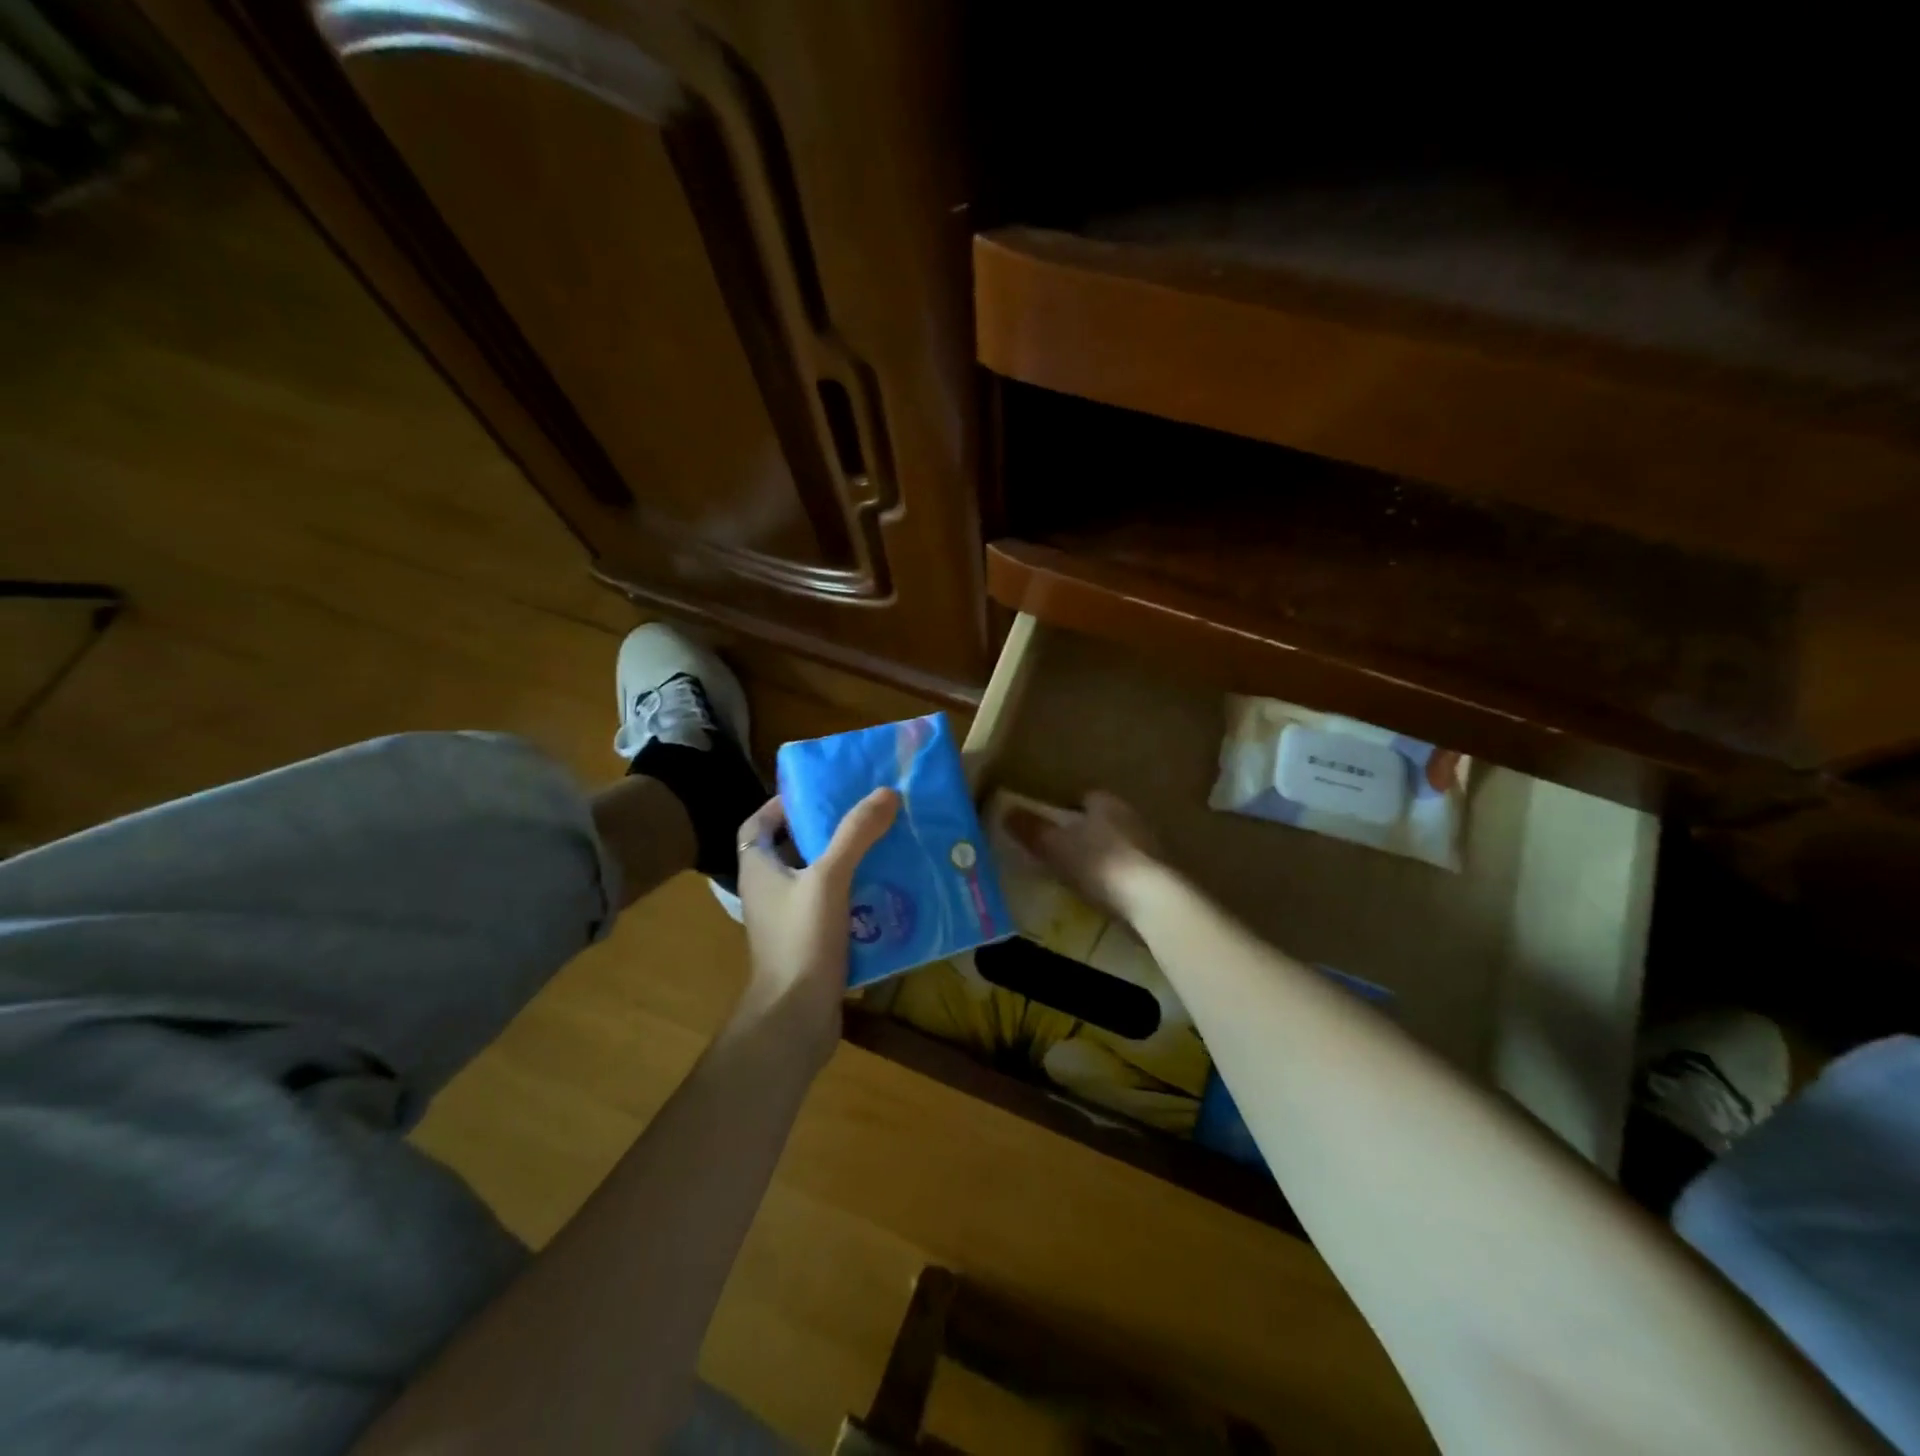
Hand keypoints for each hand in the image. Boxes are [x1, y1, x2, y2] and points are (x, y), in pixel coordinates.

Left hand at [735, 787, 898, 1065]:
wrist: (795, 1018)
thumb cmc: (801, 940)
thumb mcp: (829, 878)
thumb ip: (855, 834)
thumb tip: (885, 792)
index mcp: (759, 869)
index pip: (758, 824)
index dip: (782, 805)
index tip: (818, 793)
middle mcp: (768, 891)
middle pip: (793, 848)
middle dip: (826, 830)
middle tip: (864, 813)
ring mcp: (788, 919)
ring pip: (817, 879)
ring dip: (846, 862)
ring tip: (883, 843)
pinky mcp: (809, 943)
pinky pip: (833, 907)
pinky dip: (855, 895)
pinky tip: (886, 889)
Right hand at [1004, 790, 1160, 920]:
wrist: (1154, 901)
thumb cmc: (1101, 864)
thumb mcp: (1056, 847)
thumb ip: (1031, 829)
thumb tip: (1005, 810)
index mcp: (1106, 803)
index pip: (1084, 798)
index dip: (1065, 810)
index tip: (1050, 826)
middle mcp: (1131, 817)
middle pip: (1102, 820)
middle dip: (1085, 832)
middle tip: (1061, 851)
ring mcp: (1150, 846)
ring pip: (1118, 844)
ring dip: (1104, 855)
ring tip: (1081, 875)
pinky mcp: (1162, 874)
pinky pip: (1131, 869)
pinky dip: (1118, 877)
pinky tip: (1106, 894)